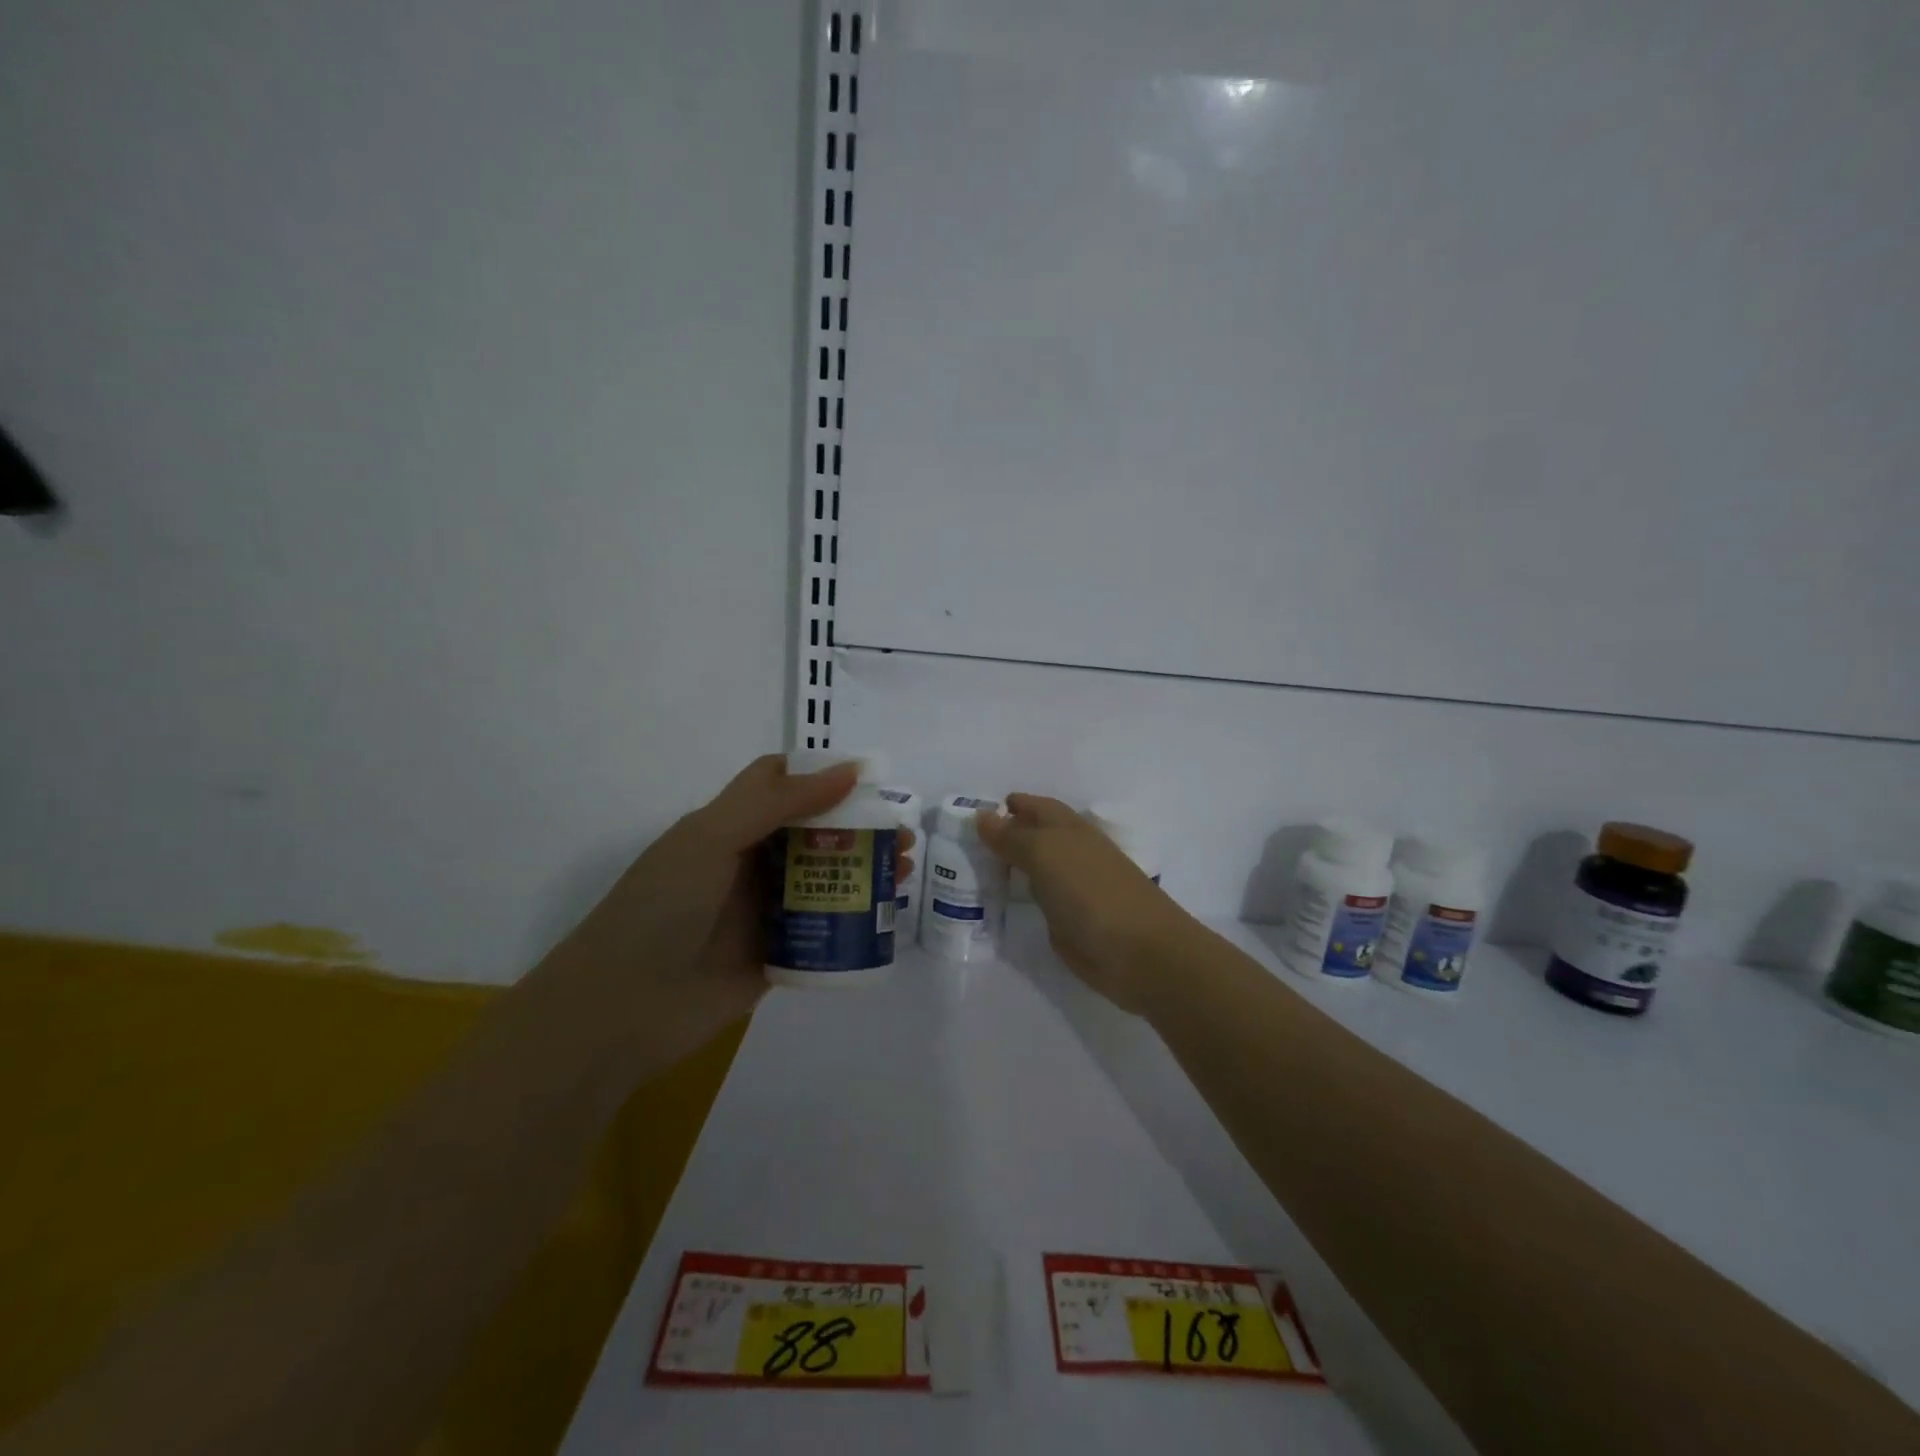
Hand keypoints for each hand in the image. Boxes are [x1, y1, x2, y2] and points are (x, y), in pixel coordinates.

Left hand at [549, 754, 915, 1025]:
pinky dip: (854, 920)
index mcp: (728, 825)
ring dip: (864, 870)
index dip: (824, 775)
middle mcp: (748, 862)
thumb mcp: (713, 837)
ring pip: (825, 879)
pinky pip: (823, 929)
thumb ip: (779, 801)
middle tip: (901, 834)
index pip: (781, 784)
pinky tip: (885, 916)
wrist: (621, 1010)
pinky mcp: (777, 954)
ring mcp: (763, 910)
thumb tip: (851, 769)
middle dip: (860, 827)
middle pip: (814, 832)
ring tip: (903, 871)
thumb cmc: (662, 907)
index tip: (873, 779)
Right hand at [977, 794, 1189, 1015]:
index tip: (976, 813)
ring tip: (972, 869)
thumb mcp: (1046, 854)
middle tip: (966, 842)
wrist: (1139, 952)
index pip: (1037, 808)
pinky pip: (1037, 901)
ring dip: (1010, 867)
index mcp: (1070, 830)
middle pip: (1035, 837)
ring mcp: (1073, 889)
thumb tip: (982, 816)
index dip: (1012, 806)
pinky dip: (1018, 897)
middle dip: (1006, 835)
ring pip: (1035, 869)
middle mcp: (1072, 854)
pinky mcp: (1071, 921)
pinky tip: (997, 902)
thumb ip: (1013, 836)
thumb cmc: (1092, 892)